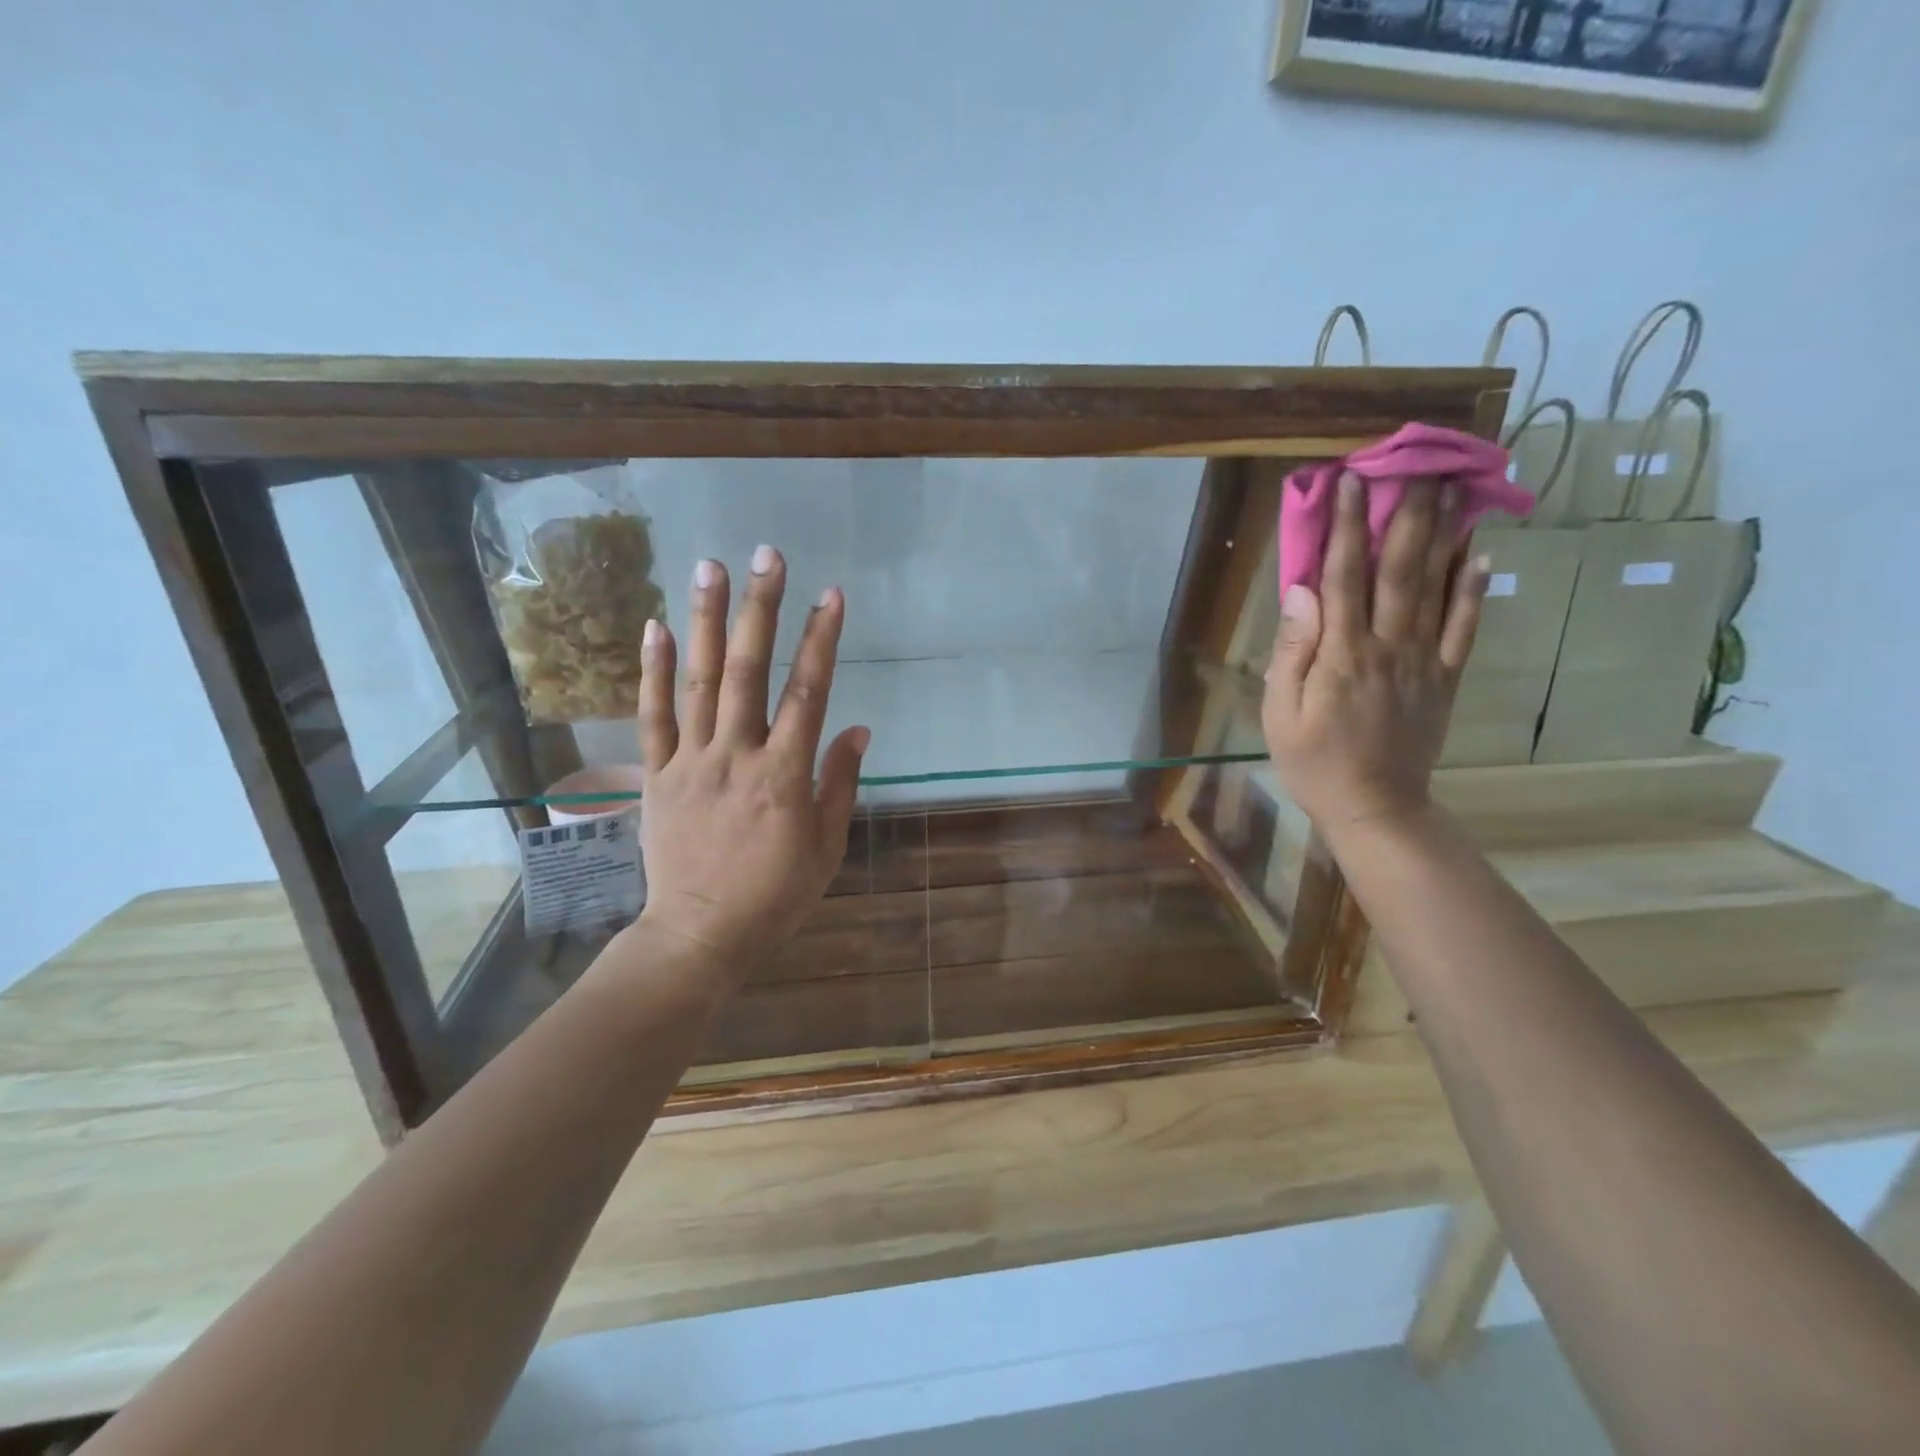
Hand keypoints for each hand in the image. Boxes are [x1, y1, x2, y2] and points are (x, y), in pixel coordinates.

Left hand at [631, 546, 868, 970]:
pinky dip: (652, 671)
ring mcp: (690, 762)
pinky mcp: (657, 776)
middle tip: (766, 556)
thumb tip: (855, 727)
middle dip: (760, 609)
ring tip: (709, 567)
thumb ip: (839, 783)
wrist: (701, 934)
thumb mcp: (826, 847)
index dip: (821, 641)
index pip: (807, 694)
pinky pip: (652, 717)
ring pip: (698, 682)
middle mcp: (736, 756)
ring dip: (704, 621)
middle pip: (748, 671)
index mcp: (785, 776)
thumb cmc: (775, 895)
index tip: (832, 595)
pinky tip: (655, 626)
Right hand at [1261, 473, 1490, 832]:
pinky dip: (1474, 590)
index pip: (1343, 578)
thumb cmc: (1313, 762)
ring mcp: (1423, 662)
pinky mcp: (1445, 679)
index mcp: (1340, 655)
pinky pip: (1465, 629)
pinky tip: (1480, 555)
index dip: (1345, 527)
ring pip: (1437, 590)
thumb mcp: (1280, 712)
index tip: (1349, 482)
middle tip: (1419, 466)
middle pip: (1399, 571)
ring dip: (1444, 537)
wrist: (1374, 807)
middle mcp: (1388, 647)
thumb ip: (1291, 651)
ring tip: (1455, 491)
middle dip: (1406, 515)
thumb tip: (1300, 593)